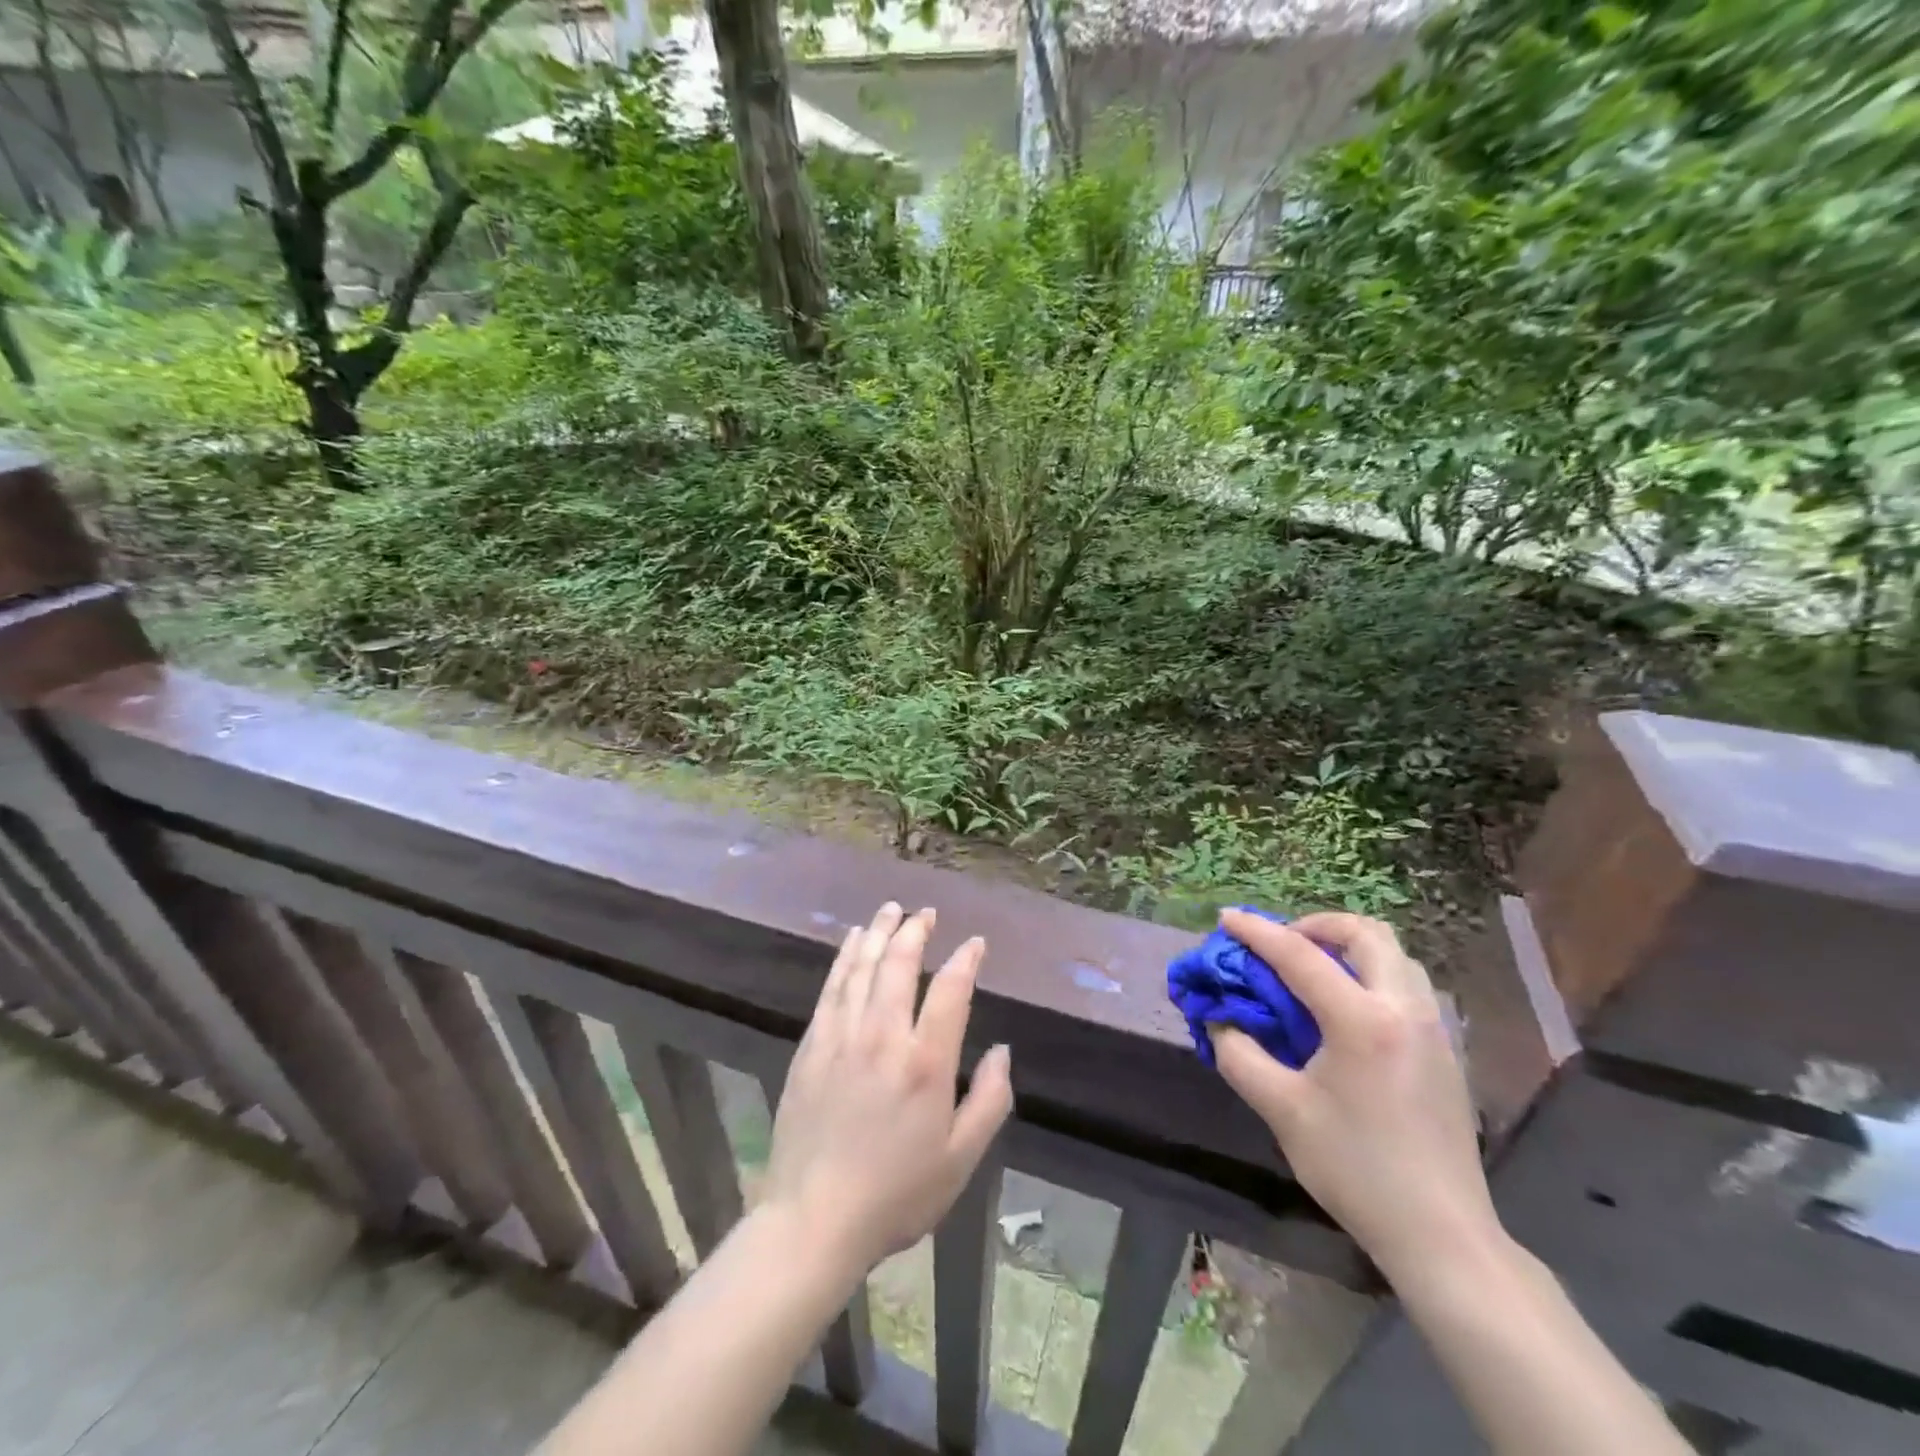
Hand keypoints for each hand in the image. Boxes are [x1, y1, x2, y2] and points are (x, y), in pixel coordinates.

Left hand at [762, 902, 1013, 1279]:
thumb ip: (990, 1100)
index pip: (951, 990)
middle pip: (900, 963)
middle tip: (926, 913)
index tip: (975, 943)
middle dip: (916, 930)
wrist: (813, 1219)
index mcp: (926, 1062)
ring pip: (863, 966)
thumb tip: (1002, 1049)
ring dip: (879, 932)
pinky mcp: (812, 1045)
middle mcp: (883, 1036)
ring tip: (891, 909)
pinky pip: (832, 986)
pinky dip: (846, 957)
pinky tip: (852, 941)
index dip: (966, 959)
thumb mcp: (961, 1159)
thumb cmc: (896, 1193)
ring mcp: (842, 1036)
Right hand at [1209, 909, 1501, 1282]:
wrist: (1441, 1235)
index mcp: (1362, 1020)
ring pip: (1394, 955)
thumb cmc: (1355, 1168)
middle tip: (1282, 944)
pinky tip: (1344, 1009)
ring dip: (1348, 947)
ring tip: (1312, 970)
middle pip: (1366, 933)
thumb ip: (1240, 1055)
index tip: (1226, 918)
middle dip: (1317, 925)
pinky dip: (1370, 973)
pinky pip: (1405, 984)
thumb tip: (1219, 1020)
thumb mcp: (1282, 1110)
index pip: (1299, 955)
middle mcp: (1404, 1010)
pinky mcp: (1444, 1052)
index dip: (1257, 932)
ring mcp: (1432, 1029)